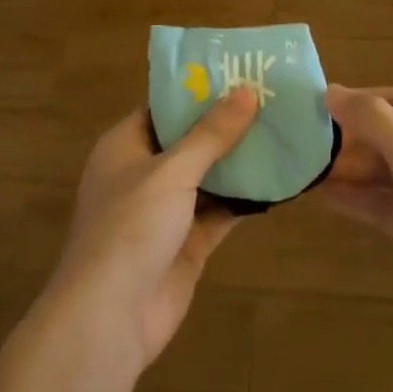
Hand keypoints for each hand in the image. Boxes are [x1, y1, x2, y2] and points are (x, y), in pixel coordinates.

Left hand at [39, 90, 257, 375]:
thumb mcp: (172, 171)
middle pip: (189, 141)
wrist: (109, 318)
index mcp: (125, 146)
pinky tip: (278, 181)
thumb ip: (211, 134)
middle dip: (226, 125)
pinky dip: (243, 199)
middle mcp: (143, 174)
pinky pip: (218, 212)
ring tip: (283, 132)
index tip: (239, 73)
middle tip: (272, 100)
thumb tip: (247, 91)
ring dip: (238, 162)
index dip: (199, 90)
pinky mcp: (185, 244)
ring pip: (207, 177)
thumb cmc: (130, 228)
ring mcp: (165, 212)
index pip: (164, 107)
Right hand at [322, 86, 392, 364]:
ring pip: (382, 169)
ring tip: (302, 169)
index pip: (391, 98)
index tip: (308, 108)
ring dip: (347, 169)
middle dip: (345, 138)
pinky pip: (384, 201)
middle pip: (385, 133)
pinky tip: (322, 198)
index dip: (352, 101)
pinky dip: (357, 198)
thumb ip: (375, 122)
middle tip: (298, 143)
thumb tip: (332, 91)